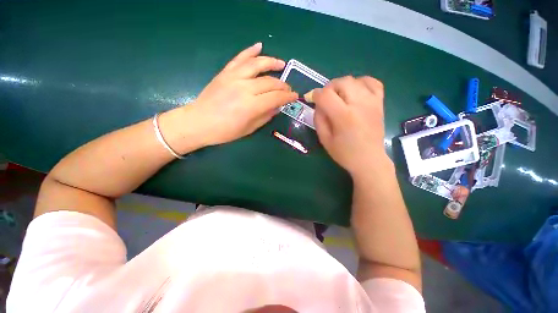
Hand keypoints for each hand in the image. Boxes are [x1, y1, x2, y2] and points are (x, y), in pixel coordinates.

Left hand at [187, 43, 297, 145]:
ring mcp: (234, 77)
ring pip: (257, 65)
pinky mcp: (225, 73)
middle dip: (283, 85)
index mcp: (251, 106)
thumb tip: (277, 107)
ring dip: (272, 63)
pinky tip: (259, 46)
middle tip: (288, 89)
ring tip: (281, 63)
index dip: (288, 97)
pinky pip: (239, 58)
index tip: (295, 97)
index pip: (276, 97)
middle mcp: (244, 88)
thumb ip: (265, 116)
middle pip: (270, 82)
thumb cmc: (225, 131)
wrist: (198, 122)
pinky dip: (250, 51)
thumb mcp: (249, 129)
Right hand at [313, 76, 388, 174]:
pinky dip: (361, 82)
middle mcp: (359, 104)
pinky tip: (355, 92)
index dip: (315, 94)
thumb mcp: (324, 139)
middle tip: (325, 99)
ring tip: (339, 97)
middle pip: (341, 82)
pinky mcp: (380, 103)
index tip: (311, 99)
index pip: (326, 95)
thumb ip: (318, 119)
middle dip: (328, 88)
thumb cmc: (344, 153)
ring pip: (354, 79)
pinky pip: (372, 82)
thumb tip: (318, 104)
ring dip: (342, 85)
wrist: (369, 160)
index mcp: (343, 116)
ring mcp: (372, 102)